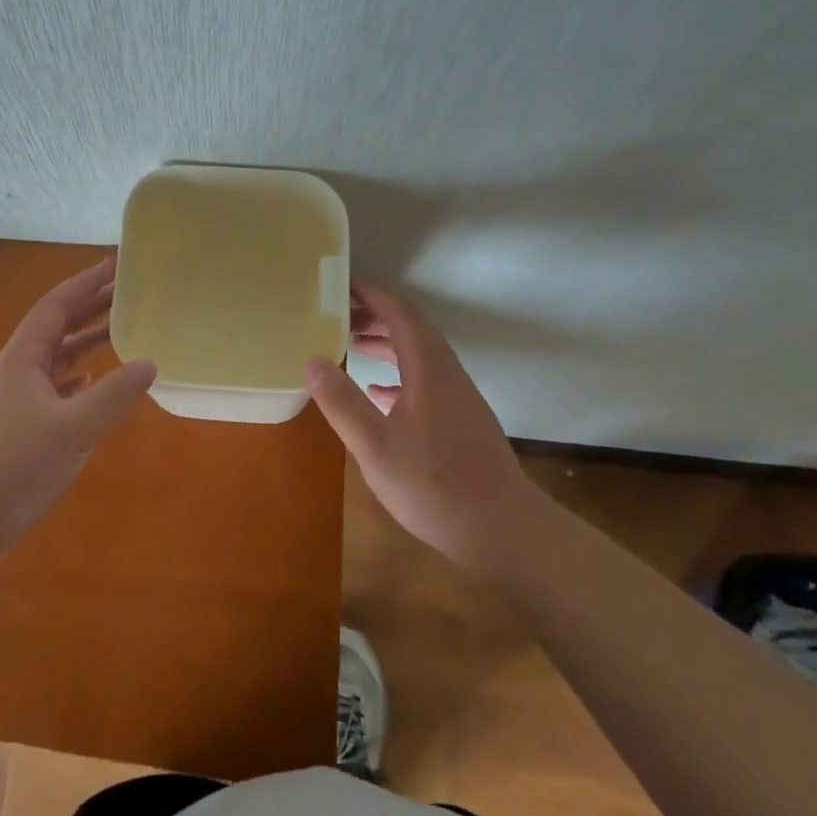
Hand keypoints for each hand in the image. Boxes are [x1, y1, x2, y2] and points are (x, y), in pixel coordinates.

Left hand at [0, 258, 155, 573]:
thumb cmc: (15, 467)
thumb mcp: (72, 429)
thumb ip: (113, 396)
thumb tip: (149, 363)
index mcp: (22, 358)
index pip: (56, 306)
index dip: (86, 283)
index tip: (116, 265)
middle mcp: (16, 369)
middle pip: (56, 326)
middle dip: (90, 306)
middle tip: (127, 291)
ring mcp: (15, 398)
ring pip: (55, 357)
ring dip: (85, 341)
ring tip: (120, 330)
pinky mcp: (18, 424)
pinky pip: (53, 386)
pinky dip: (77, 376)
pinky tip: (93, 382)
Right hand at [307, 283, 533, 575]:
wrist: (503, 530)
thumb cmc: (434, 485)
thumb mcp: (375, 446)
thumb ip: (342, 401)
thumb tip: (312, 360)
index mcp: (428, 369)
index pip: (399, 313)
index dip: (370, 294)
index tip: (340, 284)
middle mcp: (447, 374)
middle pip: (411, 329)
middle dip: (375, 316)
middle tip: (337, 317)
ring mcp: (459, 397)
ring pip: (420, 354)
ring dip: (387, 343)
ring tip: (352, 347)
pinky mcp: (462, 421)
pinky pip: (426, 380)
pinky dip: (400, 374)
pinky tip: (379, 394)